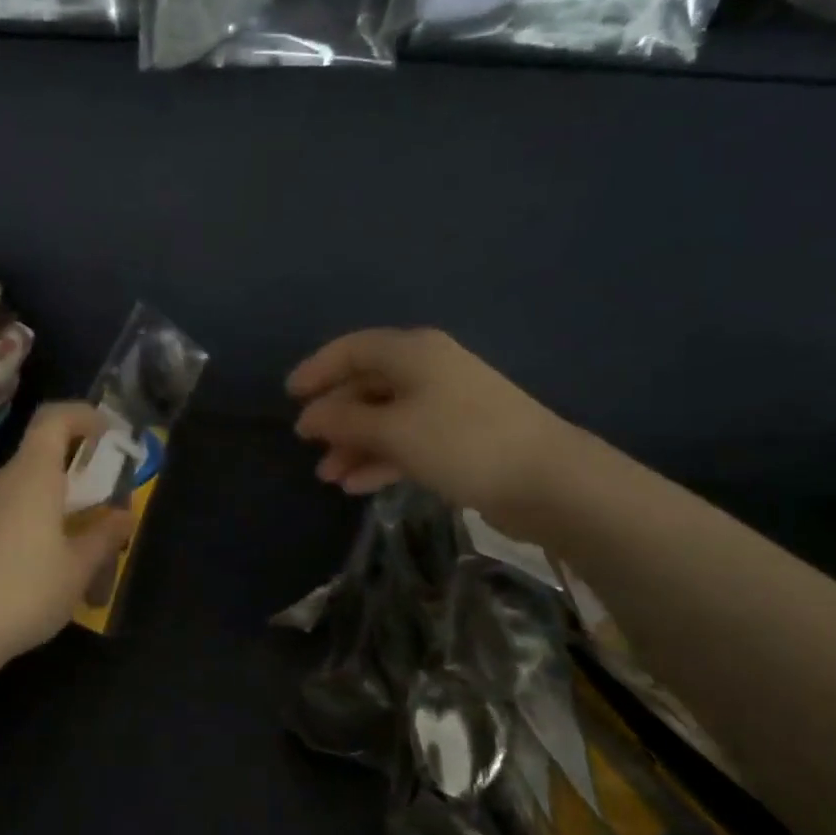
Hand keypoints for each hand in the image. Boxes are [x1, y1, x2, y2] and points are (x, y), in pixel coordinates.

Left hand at [0, 403, 132, 664]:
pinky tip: (38, 574)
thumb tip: (124, 515)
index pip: (55, 418)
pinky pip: (3, 517)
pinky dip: (29, 529)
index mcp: (31, 475)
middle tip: (104, 511)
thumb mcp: (77, 569)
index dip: (85, 417)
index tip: (111, 438)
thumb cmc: (22, 593)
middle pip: (40, 458)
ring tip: (77, 554)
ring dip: (53, 509)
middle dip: (77, 477)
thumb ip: (104, 536)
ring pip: (23, 493)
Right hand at [288, 329, 579, 540]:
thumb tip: (308, 417)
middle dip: (335, 417)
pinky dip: (380, 459)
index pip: (353, 349)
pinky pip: (406, 441)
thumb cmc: (460, 442)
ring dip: (354, 445)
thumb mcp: (393, 431)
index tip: (290, 396)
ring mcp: (444, 405)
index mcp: (413, 353)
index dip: (318, 369)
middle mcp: (427, 370)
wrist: (545, 480)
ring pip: (385, 418)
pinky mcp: (457, 438)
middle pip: (367, 385)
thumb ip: (344, 422)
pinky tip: (357, 485)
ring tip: (329, 477)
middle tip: (308, 445)